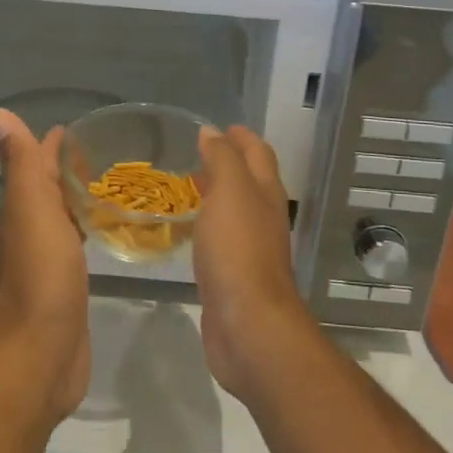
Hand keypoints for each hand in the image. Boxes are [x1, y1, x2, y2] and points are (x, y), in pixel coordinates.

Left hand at [0, 109, 90, 425]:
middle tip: (108, 152)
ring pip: (64, 216)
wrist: (40, 355)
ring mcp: (48, 260)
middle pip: (49, 189)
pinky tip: (109, 230)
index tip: (82, 126)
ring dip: (80, 198)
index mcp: (21, 210)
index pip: (36, 165)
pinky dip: (89, 228)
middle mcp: (31, 230)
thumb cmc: (40, 277)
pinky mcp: (67, 285)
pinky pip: (78, 244)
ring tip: (113, 184)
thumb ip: (21, 164)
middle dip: (70, 168)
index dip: (52, 144)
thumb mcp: (31, 210)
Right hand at [193, 127, 318, 400]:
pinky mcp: (234, 276)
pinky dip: (207, 225)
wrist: (249, 325)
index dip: (242, 137)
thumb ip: (222, 159)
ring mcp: (250, 248)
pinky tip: (189, 230)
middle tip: (196, 153)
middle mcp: (263, 217)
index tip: (219, 127)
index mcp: (265, 193)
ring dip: (217, 194)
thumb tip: (213, 132)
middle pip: (250, 181)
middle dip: (228, 163)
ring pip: (235, 211)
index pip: (258, 154)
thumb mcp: (230, 192)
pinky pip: (221, 239)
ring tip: (187, 186)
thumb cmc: (239, 250)